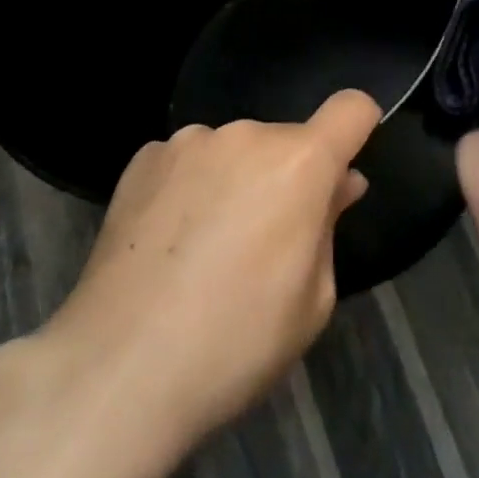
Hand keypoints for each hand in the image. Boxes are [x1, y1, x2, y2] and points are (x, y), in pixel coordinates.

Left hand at [50, 89, 378, 445]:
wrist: (119, 368)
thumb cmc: (235, 343)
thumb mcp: (311, 301)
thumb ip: (328, 226)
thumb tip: (339, 184)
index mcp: (300, 163)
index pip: (351, 108)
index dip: (359, 126)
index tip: (345, 167)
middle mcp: (246, 135)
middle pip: (286, 141)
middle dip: (287, 178)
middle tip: (264, 243)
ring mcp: (189, 141)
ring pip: (234, 152)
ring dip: (236, 180)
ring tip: (205, 249)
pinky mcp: (144, 158)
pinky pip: (187, 162)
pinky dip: (189, 188)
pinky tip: (167, 242)